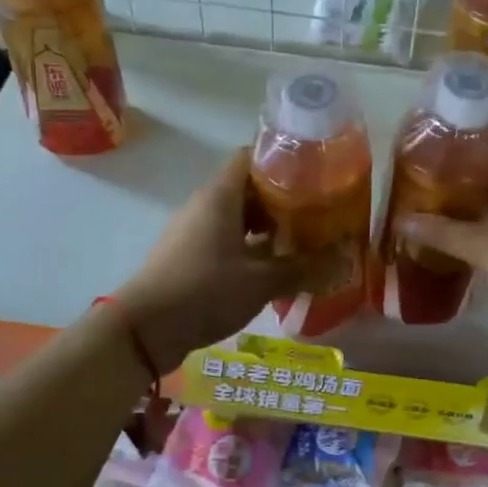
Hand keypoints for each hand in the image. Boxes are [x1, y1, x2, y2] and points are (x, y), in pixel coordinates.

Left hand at [116, 148, 306, 368]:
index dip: (282, 160)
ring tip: (303, 242)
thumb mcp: (262, 281)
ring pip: (238, 218)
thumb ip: (304, 268)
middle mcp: (205, 206)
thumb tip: (343, 259)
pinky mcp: (189, 257)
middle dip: (283, 200)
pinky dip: (250, 249)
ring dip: (268, 228)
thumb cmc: (205, 291)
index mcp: (220, 196)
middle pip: (248, 188)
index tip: (313, 174)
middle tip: (318, 213)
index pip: (250, 157)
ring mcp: (194, 232)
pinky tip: (274, 270)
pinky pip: (226, 241)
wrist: (144, 330)